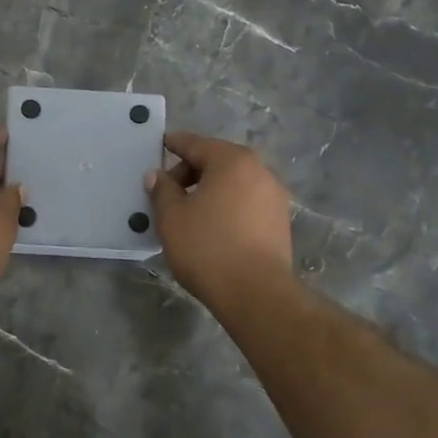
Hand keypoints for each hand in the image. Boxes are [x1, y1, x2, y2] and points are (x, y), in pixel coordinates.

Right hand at [145, 131, 294, 309]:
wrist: (256, 293)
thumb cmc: (207, 247)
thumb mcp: (172, 217)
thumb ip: (162, 190)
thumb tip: (157, 175)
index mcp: (232, 161)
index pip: (196, 144)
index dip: (174, 144)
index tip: (160, 145)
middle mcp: (259, 170)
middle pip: (218, 161)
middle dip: (191, 171)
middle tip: (168, 192)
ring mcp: (274, 196)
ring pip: (234, 182)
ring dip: (210, 189)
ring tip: (189, 211)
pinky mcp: (280, 221)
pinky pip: (246, 201)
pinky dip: (227, 204)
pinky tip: (212, 226)